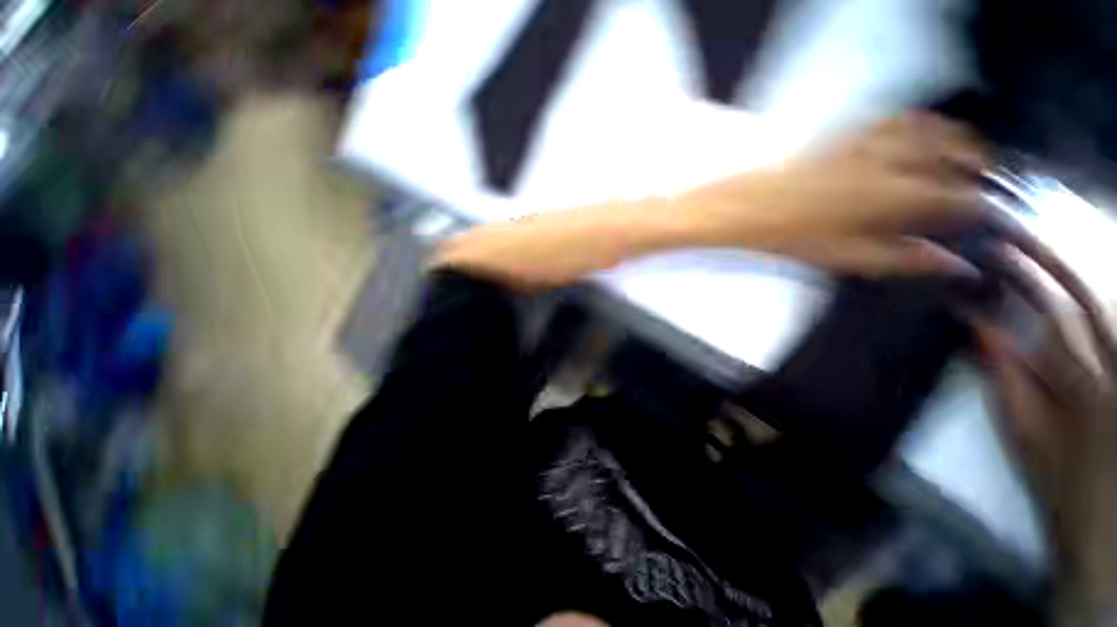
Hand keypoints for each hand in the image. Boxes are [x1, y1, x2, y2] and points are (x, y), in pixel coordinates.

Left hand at [684, 112, 988, 276]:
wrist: (744, 207)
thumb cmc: (788, 236)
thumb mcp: (846, 257)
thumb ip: (903, 258)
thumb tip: (953, 264)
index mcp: (892, 197)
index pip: (957, 196)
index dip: (980, 204)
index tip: (990, 212)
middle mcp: (888, 162)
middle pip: (952, 153)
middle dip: (979, 164)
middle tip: (987, 178)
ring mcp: (866, 142)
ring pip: (928, 128)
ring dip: (954, 137)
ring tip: (964, 152)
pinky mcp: (845, 133)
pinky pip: (891, 119)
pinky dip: (916, 123)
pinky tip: (918, 131)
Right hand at [975, 230, 1116, 620]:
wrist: (1110, 524)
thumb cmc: (1062, 485)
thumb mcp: (1026, 436)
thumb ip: (1008, 379)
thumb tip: (980, 326)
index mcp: (1089, 383)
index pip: (1057, 311)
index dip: (1030, 276)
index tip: (999, 250)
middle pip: (1095, 295)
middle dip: (1060, 259)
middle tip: (1023, 231)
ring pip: (1113, 302)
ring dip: (1086, 266)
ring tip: (1054, 239)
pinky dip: (1104, 296)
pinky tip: (1088, 277)